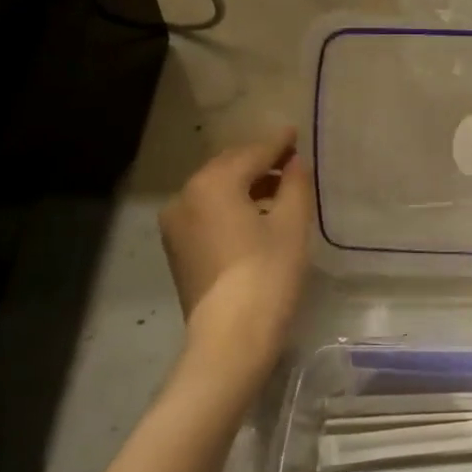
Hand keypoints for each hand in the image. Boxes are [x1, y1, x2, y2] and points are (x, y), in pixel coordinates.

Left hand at [159, 129, 312, 393]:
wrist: (230, 338)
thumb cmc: (268, 275)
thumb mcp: (292, 225)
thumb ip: (295, 185)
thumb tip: (294, 163)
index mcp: (212, 183)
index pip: (252, 153)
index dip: (277, 143)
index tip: (295, 134)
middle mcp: (185, 196)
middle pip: (228, 167)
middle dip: (258, 161)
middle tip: (289, 159)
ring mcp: (176, 224)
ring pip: (215, 190)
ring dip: (245, 184)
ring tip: (278, 188)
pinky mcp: (177, 248)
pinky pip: (207, 212)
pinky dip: (230, 205)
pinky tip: (255, 214)